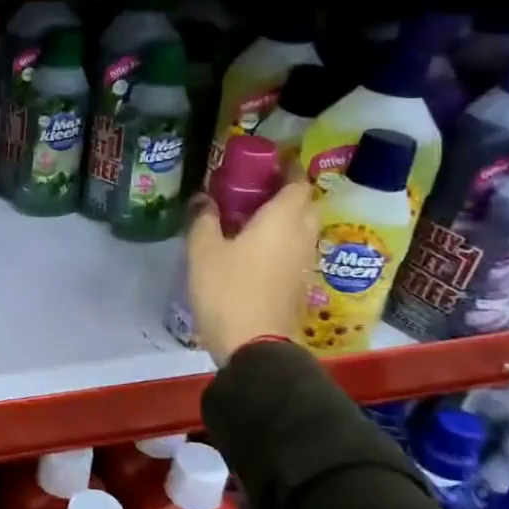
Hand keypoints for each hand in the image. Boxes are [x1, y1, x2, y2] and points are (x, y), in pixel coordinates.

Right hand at [185, 181, 320, 361]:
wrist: (255, 346)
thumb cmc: (228, 289)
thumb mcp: (203, 251)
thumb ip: (204, 220)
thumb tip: (204, 199)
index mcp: (283, 220)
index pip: (298, 183)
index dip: (287, 169)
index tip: (267, 163)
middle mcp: (302, 236)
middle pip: (305, 205)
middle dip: (287, 193)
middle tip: (255, 190)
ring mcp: (304, 263)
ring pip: (302, 229)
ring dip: (284, 219)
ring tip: (251, 218)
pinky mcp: (299, 285)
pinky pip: (295, 251)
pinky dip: (281, 242)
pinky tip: (254, 248)